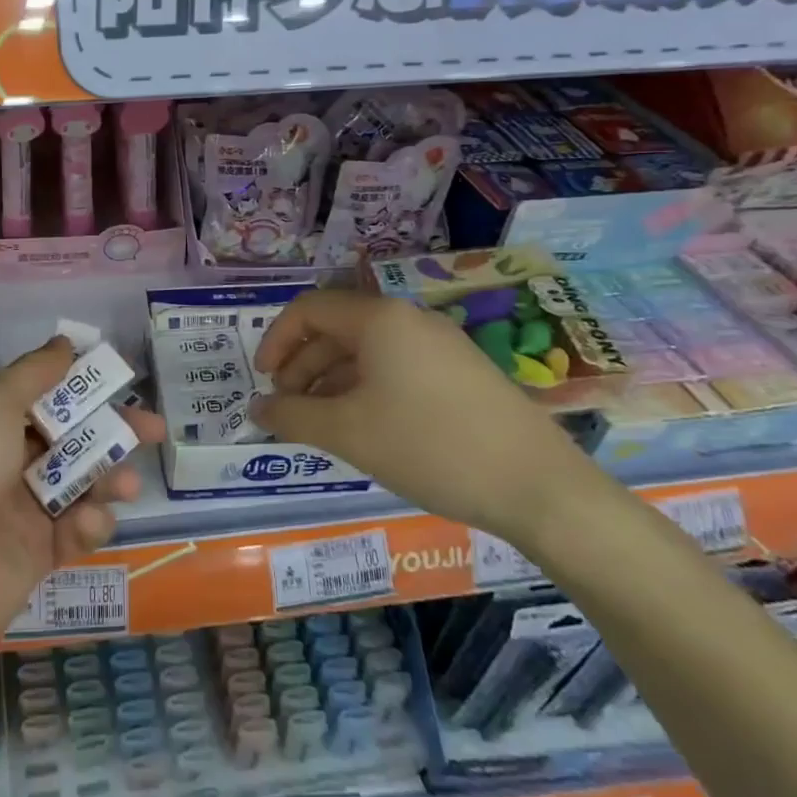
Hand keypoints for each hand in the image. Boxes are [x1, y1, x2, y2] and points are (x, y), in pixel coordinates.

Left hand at [0, 335, 162, 660]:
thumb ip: (34, 374)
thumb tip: (65, 342)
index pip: (42, 399)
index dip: (81, 388)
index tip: (121, 380)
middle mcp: (2, 465)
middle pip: (69, 440)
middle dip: (113, 432)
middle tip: (153, 430)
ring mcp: (20, 512)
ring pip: (79, 485)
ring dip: (108, 479)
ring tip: (128, 485)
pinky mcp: (37, 556)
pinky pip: (74, 531)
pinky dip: (88, 524)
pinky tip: (88, 524)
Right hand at [249, 289, 601, 545]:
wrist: (539, 487)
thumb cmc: (430, 447)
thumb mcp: (348, 433)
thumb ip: (291, 417)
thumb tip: (256, 409)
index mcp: (379, 319)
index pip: (308, 309)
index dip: (275, 340)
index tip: (263, 382)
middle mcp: (409, 320)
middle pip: (337, 329)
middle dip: (302, 365)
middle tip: (287, 408)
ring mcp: (441, 345)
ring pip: (367, 351)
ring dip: (331, 381)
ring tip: (320, 423)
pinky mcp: (461, 373)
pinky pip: (396, 368)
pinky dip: (366, 389)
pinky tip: (364, 427)